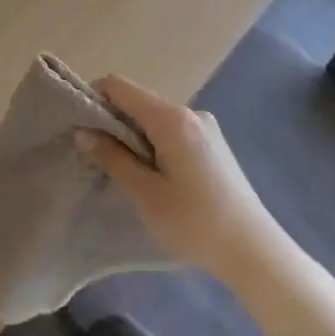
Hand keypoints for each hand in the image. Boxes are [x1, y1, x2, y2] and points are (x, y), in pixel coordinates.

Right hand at [76, 76, 282, 278]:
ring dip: (136, 136)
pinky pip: (174, 131)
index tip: (81, 126)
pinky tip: (156, 177)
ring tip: (126, 172)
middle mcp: (190, 112)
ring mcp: (206, 127)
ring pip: (157, 119)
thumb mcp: (145, 193)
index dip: (94, 98)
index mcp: (171, 118)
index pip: (119, 86)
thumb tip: (83, 132)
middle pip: (139, 101)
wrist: (253, 249)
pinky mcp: (214, 144)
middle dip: (114, 121)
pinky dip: (156, 144)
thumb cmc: (194, 221)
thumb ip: (113, 158)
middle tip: (97, 155)